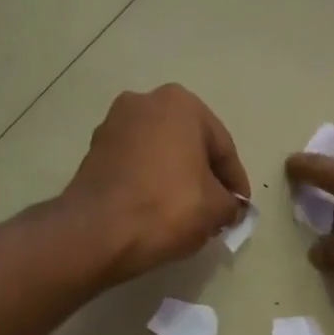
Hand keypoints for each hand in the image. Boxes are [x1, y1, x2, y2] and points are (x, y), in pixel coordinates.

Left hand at [63, 85, 251, 283]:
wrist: (98, 231)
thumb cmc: (168, 207)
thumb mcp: (217, 209)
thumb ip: (232, 204)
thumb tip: (230, 208)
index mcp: (180, 104)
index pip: (222, 147)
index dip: (235, 182)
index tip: (240, 209)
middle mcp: (144, 103)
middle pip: (189, 146)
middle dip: (204, 177)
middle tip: (216, 210)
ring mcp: (113, 126)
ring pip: (160, 155)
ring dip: (176, 179)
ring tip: (188, 215)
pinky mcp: (93, 152)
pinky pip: (135, 167)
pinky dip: (150, 184)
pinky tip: (158, 212)